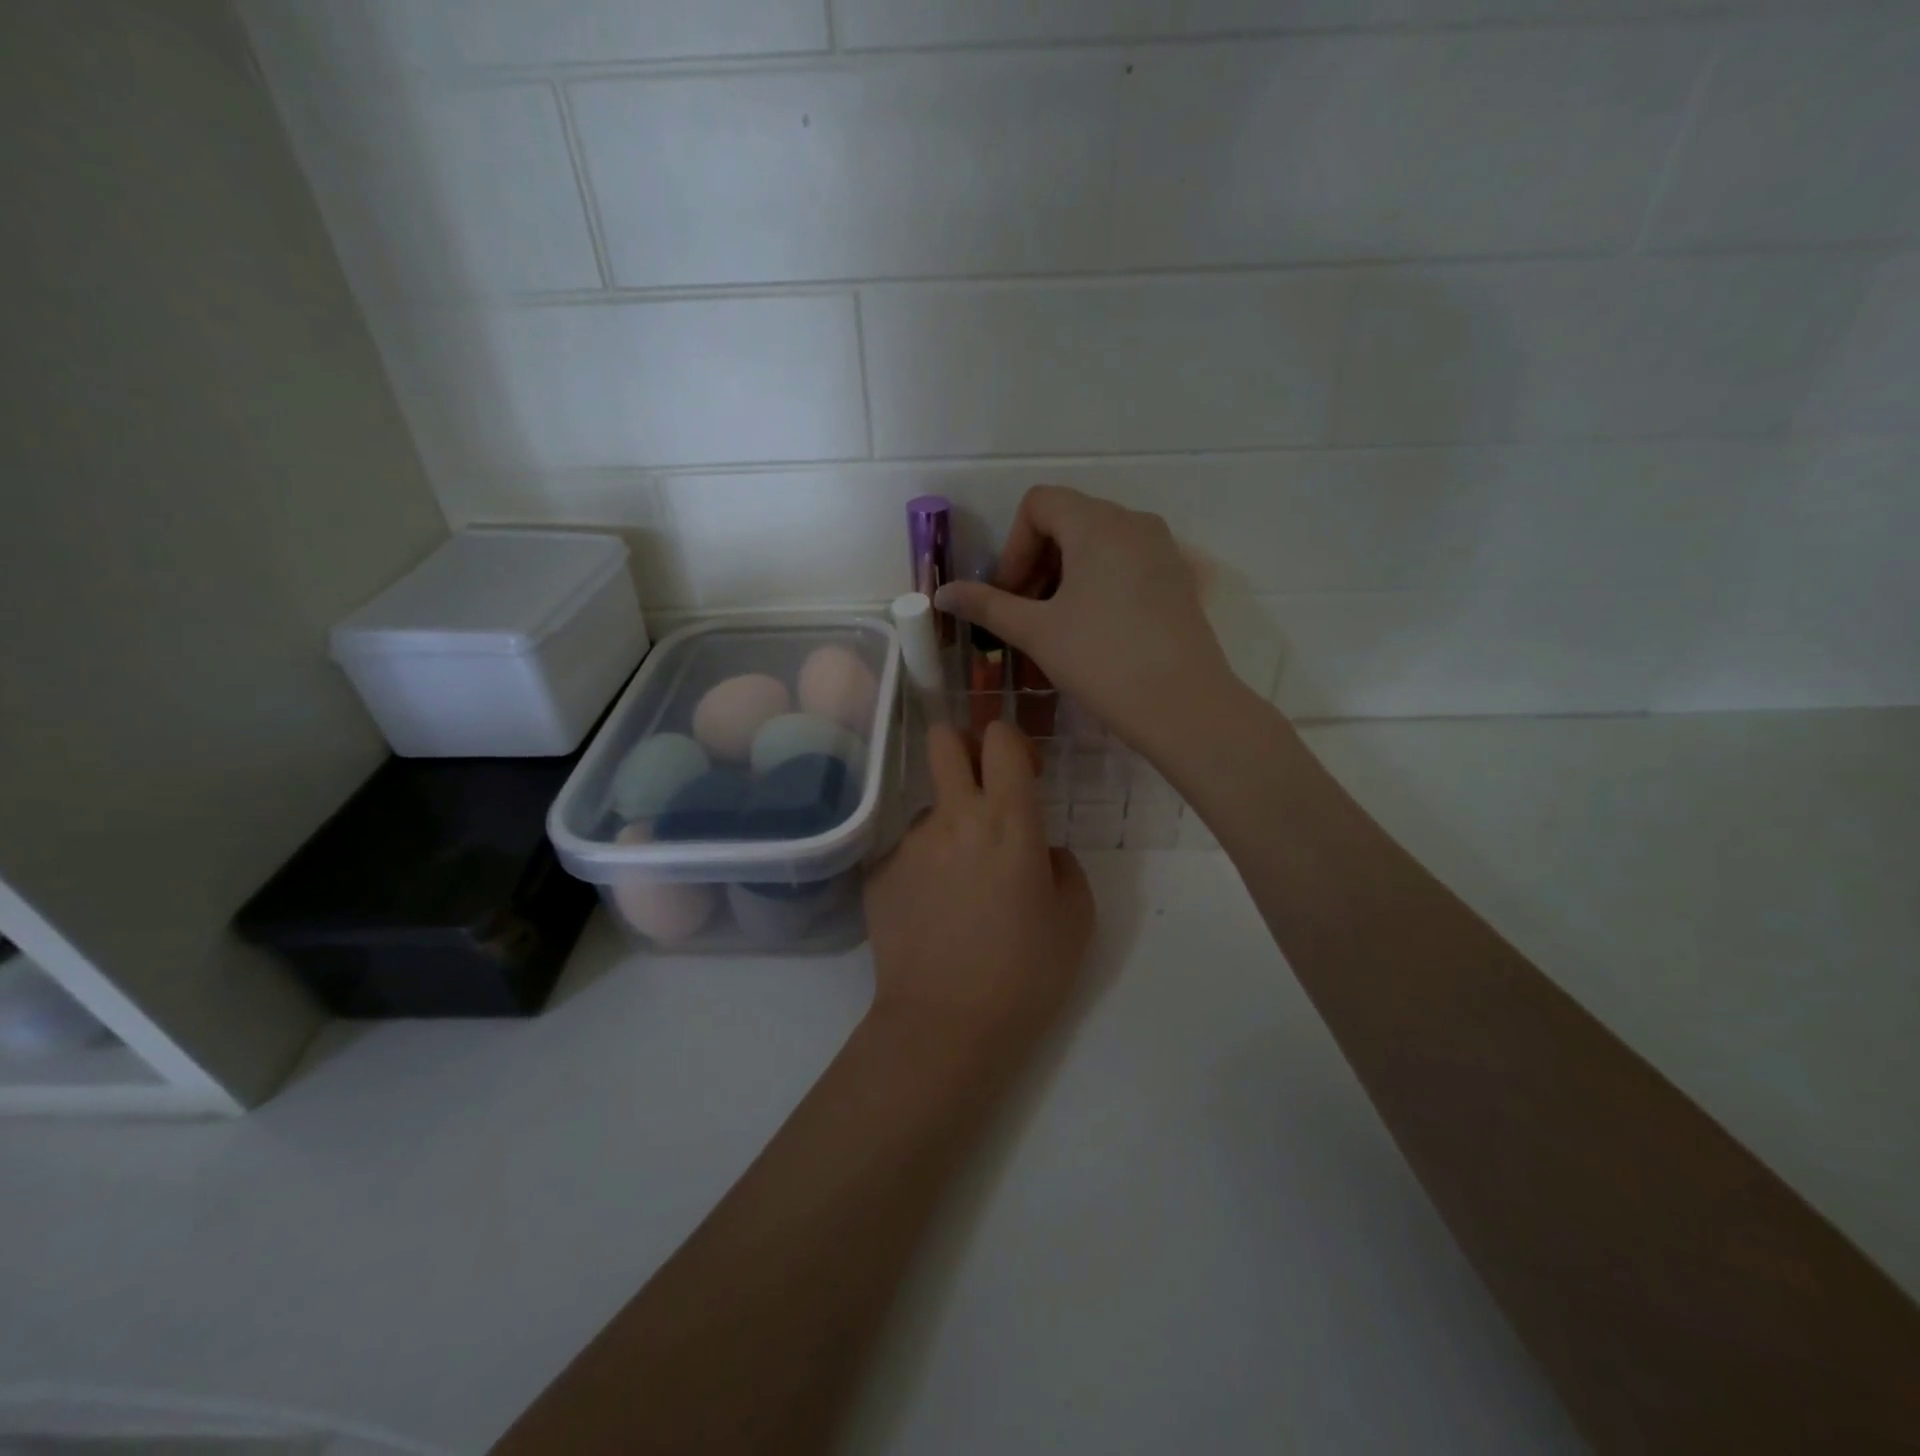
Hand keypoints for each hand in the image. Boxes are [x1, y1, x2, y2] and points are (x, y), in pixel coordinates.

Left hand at [863, 721, 1093, 1047]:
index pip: (999, 737)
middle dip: (961, 746)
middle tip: (980, 787)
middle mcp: (952, 817)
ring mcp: (908, 844)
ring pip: (929, 810)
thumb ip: (1063, 866)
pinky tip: (934, 918)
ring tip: (961, 892)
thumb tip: (1041, 852)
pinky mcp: (878, 875)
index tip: (1024, 776)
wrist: (946, 1025)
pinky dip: (924, 872)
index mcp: (1007, 819)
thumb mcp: (1075, 918)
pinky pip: (907, 856)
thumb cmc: (1025, 972)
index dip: (1012, 742)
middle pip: (942, 739)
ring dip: (948, 831)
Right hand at [935, 486, 1240, 762]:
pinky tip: (1092, 629)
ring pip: (1097, 543)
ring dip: (1064, 574)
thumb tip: (942, 594)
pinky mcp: (1176, 578)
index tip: (1009, 594)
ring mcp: (1161, 549)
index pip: (1039, 504)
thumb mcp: (1037, 631)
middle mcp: (1133, 522)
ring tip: (1055, 625)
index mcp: (1097, 523)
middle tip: (1024, 613)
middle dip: (1036, 562)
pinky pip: (1125, 562)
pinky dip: (1096, 582)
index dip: (1013, 546)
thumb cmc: (1102, 660)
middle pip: (1068, 520)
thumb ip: (987, 606)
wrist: (1182, 705)